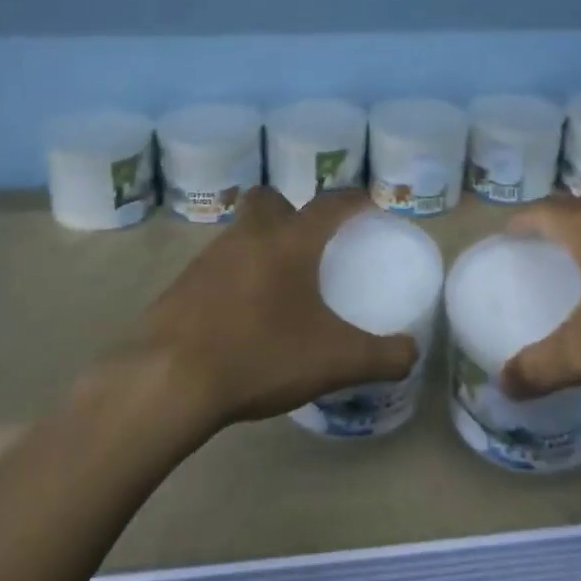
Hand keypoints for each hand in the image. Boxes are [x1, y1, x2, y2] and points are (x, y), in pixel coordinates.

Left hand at [141, 186, 418, 426]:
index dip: (353, 200)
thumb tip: (412, 353)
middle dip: (291, 210)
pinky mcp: (180, 286)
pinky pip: (215, 268)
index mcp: (289, 242)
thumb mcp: (334, 361)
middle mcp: (248, 237)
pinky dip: (233, 280)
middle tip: (309, 244)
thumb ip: (382, 356)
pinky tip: (241, 316)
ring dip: (260, 246)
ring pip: (240, 234)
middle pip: (269, 200)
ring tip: (278, 287)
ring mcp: (207, 259)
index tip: (368, 203)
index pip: (329, 204)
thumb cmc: (261, 355)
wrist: (169, 381)